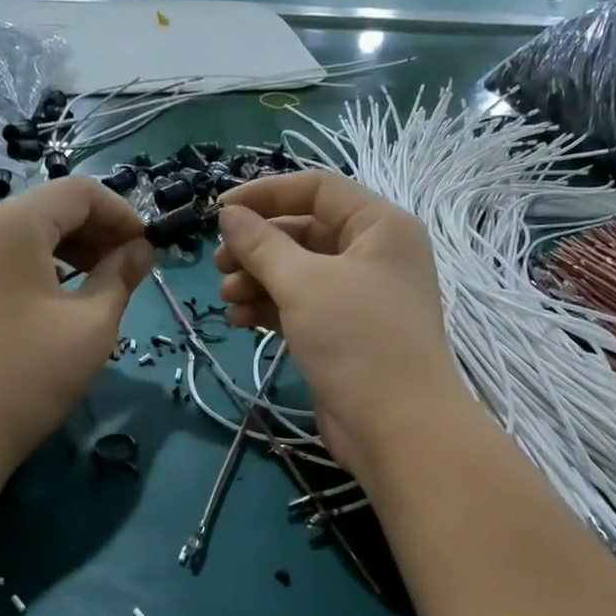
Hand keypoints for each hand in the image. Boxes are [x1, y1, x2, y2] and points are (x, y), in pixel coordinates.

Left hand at [0, 177, 153, 482]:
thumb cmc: (32, 373)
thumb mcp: (92, 324)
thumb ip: (121, 276)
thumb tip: (142, 251)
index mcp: (14, 226)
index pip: (79, 192)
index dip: (123, 214)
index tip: (148, 251)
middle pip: (53, 208)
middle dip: (99, 231)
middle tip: (132, 270)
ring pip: (32, 235)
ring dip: (75, 250)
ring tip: (105, 286)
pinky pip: (12, 259)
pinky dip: (47, 268)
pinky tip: (67, 300)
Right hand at [215, 172, 472, 482]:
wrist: (397, 427)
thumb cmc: (357, 340)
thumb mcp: (304, 284)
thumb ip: (262, 245)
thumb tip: (229, 215)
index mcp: (379, 226)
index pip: (318, 188)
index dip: (266, 193)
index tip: (219, 210)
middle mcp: (374, 254)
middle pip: (305, 232)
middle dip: (258, 246)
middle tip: (218, 263)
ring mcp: (360, 297)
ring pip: (299, 273)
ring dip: (258, 279)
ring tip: (226, 297)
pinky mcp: (344, 334)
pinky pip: (301, 306)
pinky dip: (270, 308)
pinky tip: (240, 319)